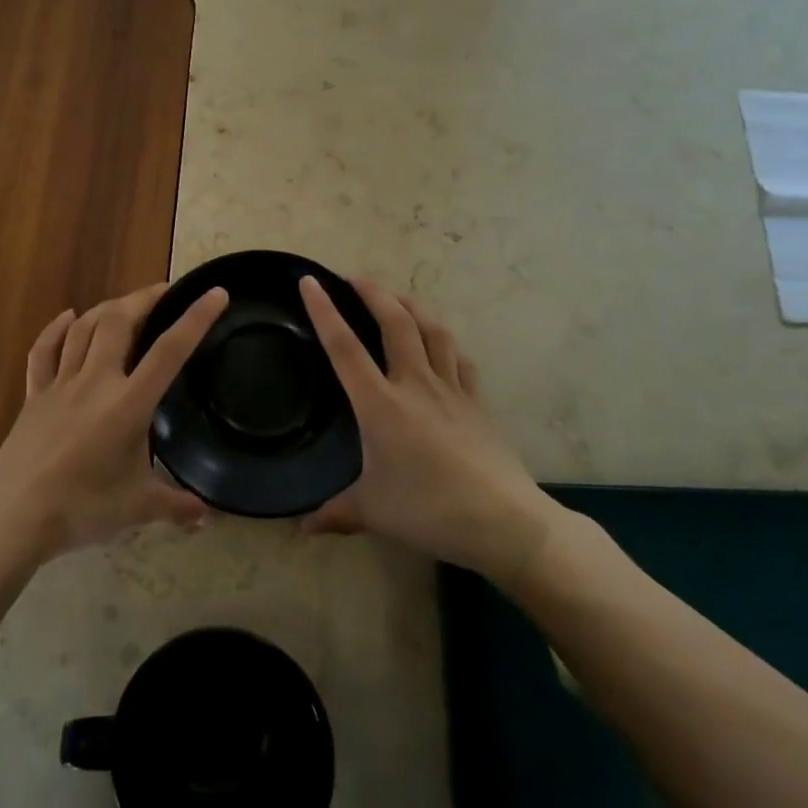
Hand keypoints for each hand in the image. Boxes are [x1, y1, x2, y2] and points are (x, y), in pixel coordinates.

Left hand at [0, 282, 228, 561]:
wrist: (16, 517)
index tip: (214, 293)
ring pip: (84, 329)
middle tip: (163, 292)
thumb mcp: (139, 508)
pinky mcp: (34, 395)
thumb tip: (207, 519)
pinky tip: (68, 317)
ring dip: (107, 308)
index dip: (195, 318)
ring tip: (126, 304)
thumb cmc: (83, 509)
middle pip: (119, 322)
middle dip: (144, 299)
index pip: (170, 351)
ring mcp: (61, 384)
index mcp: (129, 403)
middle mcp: (96, 381)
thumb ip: (176, 507)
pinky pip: (44, 351)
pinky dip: (56, 329)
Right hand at [298, 276, 555, 576]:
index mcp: (381, 404)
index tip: (310, 281)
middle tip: (354, 277)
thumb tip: (301, 529)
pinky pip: (459, 359)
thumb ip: (335, 514)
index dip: (325, 311)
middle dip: (373, 292)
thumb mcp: (373, 513)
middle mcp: (415, 384)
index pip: (344, 348)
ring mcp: (451, 389)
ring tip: (396, 297)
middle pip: (394, 322)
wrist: (506, 522)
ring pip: (432, 330)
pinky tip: (439, 343)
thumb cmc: (430, 511)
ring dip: (412, 305)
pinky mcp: (477, 402)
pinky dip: (444, 342)